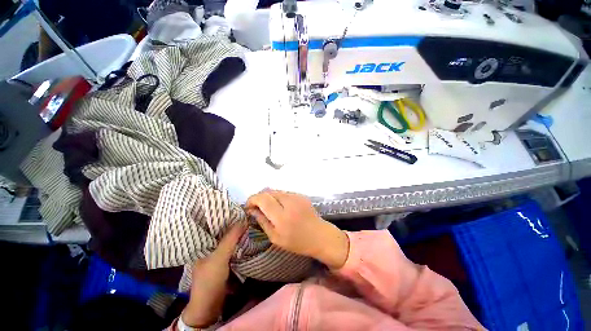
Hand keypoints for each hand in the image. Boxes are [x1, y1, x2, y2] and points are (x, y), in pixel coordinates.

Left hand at [181, 221, 247, 327]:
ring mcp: (216, 253)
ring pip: (228, 238)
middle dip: (234, 223)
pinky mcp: (224, 259)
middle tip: (247, 214)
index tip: (239, 208)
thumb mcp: (220, 257)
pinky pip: (232, 246)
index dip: (225, 216)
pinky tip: (247, 235)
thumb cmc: (210, 279)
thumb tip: (244, 219)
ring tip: (249, 221)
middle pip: (223, 230)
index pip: (214, 224)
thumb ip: (231, 238)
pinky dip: (239, 241)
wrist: (210, 305)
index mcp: (202, 243)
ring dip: (237, 232)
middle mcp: (208, 245)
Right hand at [246, 190, 348, 268]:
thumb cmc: (297, 242)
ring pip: (276, 190)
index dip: (252, 199)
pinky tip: (280, 206)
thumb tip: (251, 210)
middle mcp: (289, 202)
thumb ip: (262, 221)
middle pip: (268, 192)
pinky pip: (284, 192)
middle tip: (256, 207)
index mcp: (281, 216)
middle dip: (259, 197)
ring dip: (268, 197)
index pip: (262, 199)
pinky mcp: (301, 195)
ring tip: (268, 207)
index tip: (248, 206)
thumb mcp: (275, 237)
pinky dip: (278, 197)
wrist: (319, 236)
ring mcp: (296, 196)